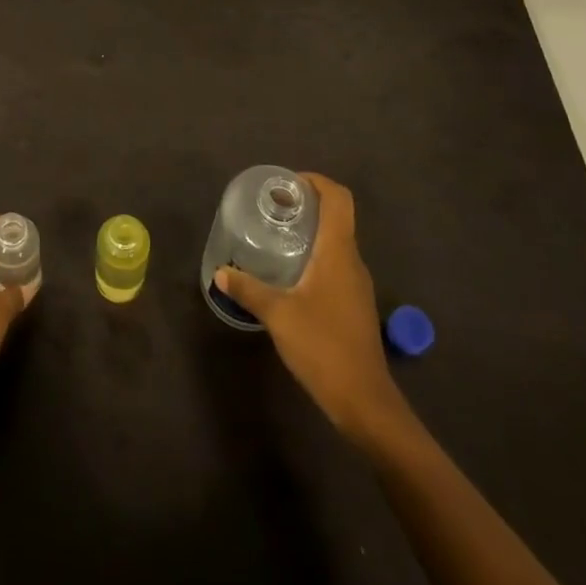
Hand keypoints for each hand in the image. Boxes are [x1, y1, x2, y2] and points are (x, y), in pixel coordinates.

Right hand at [216, 173, 411, 442]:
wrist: (364, 402)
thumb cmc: (323, 346)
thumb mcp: (278, 314)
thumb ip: (249, 289)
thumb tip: (221, 272)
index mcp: (339, 252)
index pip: (338, 199)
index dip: (316, 182)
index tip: (287, 184)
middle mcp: (352, 261)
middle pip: (337, 217)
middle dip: (308, 205)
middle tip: (273, 207)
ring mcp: (357, 285)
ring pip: (337, 243)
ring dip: (311, 232)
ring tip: (277, 237)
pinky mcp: (355, 306)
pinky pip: (336, 265)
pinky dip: (315, 256)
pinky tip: (290, 274)